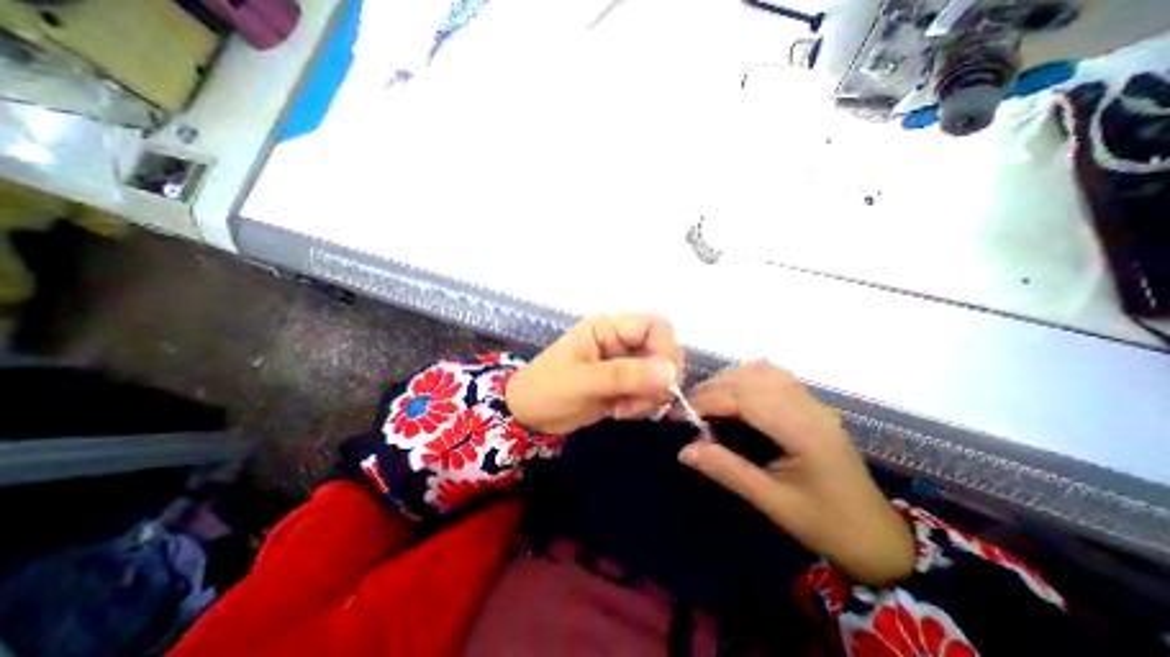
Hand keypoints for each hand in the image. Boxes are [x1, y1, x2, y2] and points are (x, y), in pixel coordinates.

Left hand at [506, 312, 687, 436]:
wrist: (528, 416)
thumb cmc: (547, 390)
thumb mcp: (582, 381)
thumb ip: (625, 375)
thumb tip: (671, 371)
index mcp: (608, 328)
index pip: (656, 327)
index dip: (667, 350)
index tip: (665, 380)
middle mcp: (620, 342)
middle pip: (663, 352)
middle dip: (658, 380)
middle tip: (639, 402)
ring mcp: (623, 364)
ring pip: (659, 374)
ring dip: (650, 396)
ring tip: (623, 410)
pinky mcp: (623, 385)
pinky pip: (649, 391)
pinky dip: (643, 405)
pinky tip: (620, 412)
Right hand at [678, 365, 913, 583]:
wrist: (877, 535)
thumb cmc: (826, 524)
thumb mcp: (773, 504)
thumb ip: (728, 471)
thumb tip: (684, 450)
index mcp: (804, 432)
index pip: (746, 399)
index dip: (707, 401)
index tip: (678, 415)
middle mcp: (809, 407)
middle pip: (751, 378)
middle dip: (712, 388)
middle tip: (686, 410)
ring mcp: (812, 401)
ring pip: (761, 371)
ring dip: (726, 380)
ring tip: (705, 402)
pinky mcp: (809, 403)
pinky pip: (771, 376)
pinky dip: (743, 379)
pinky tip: (732, 397)